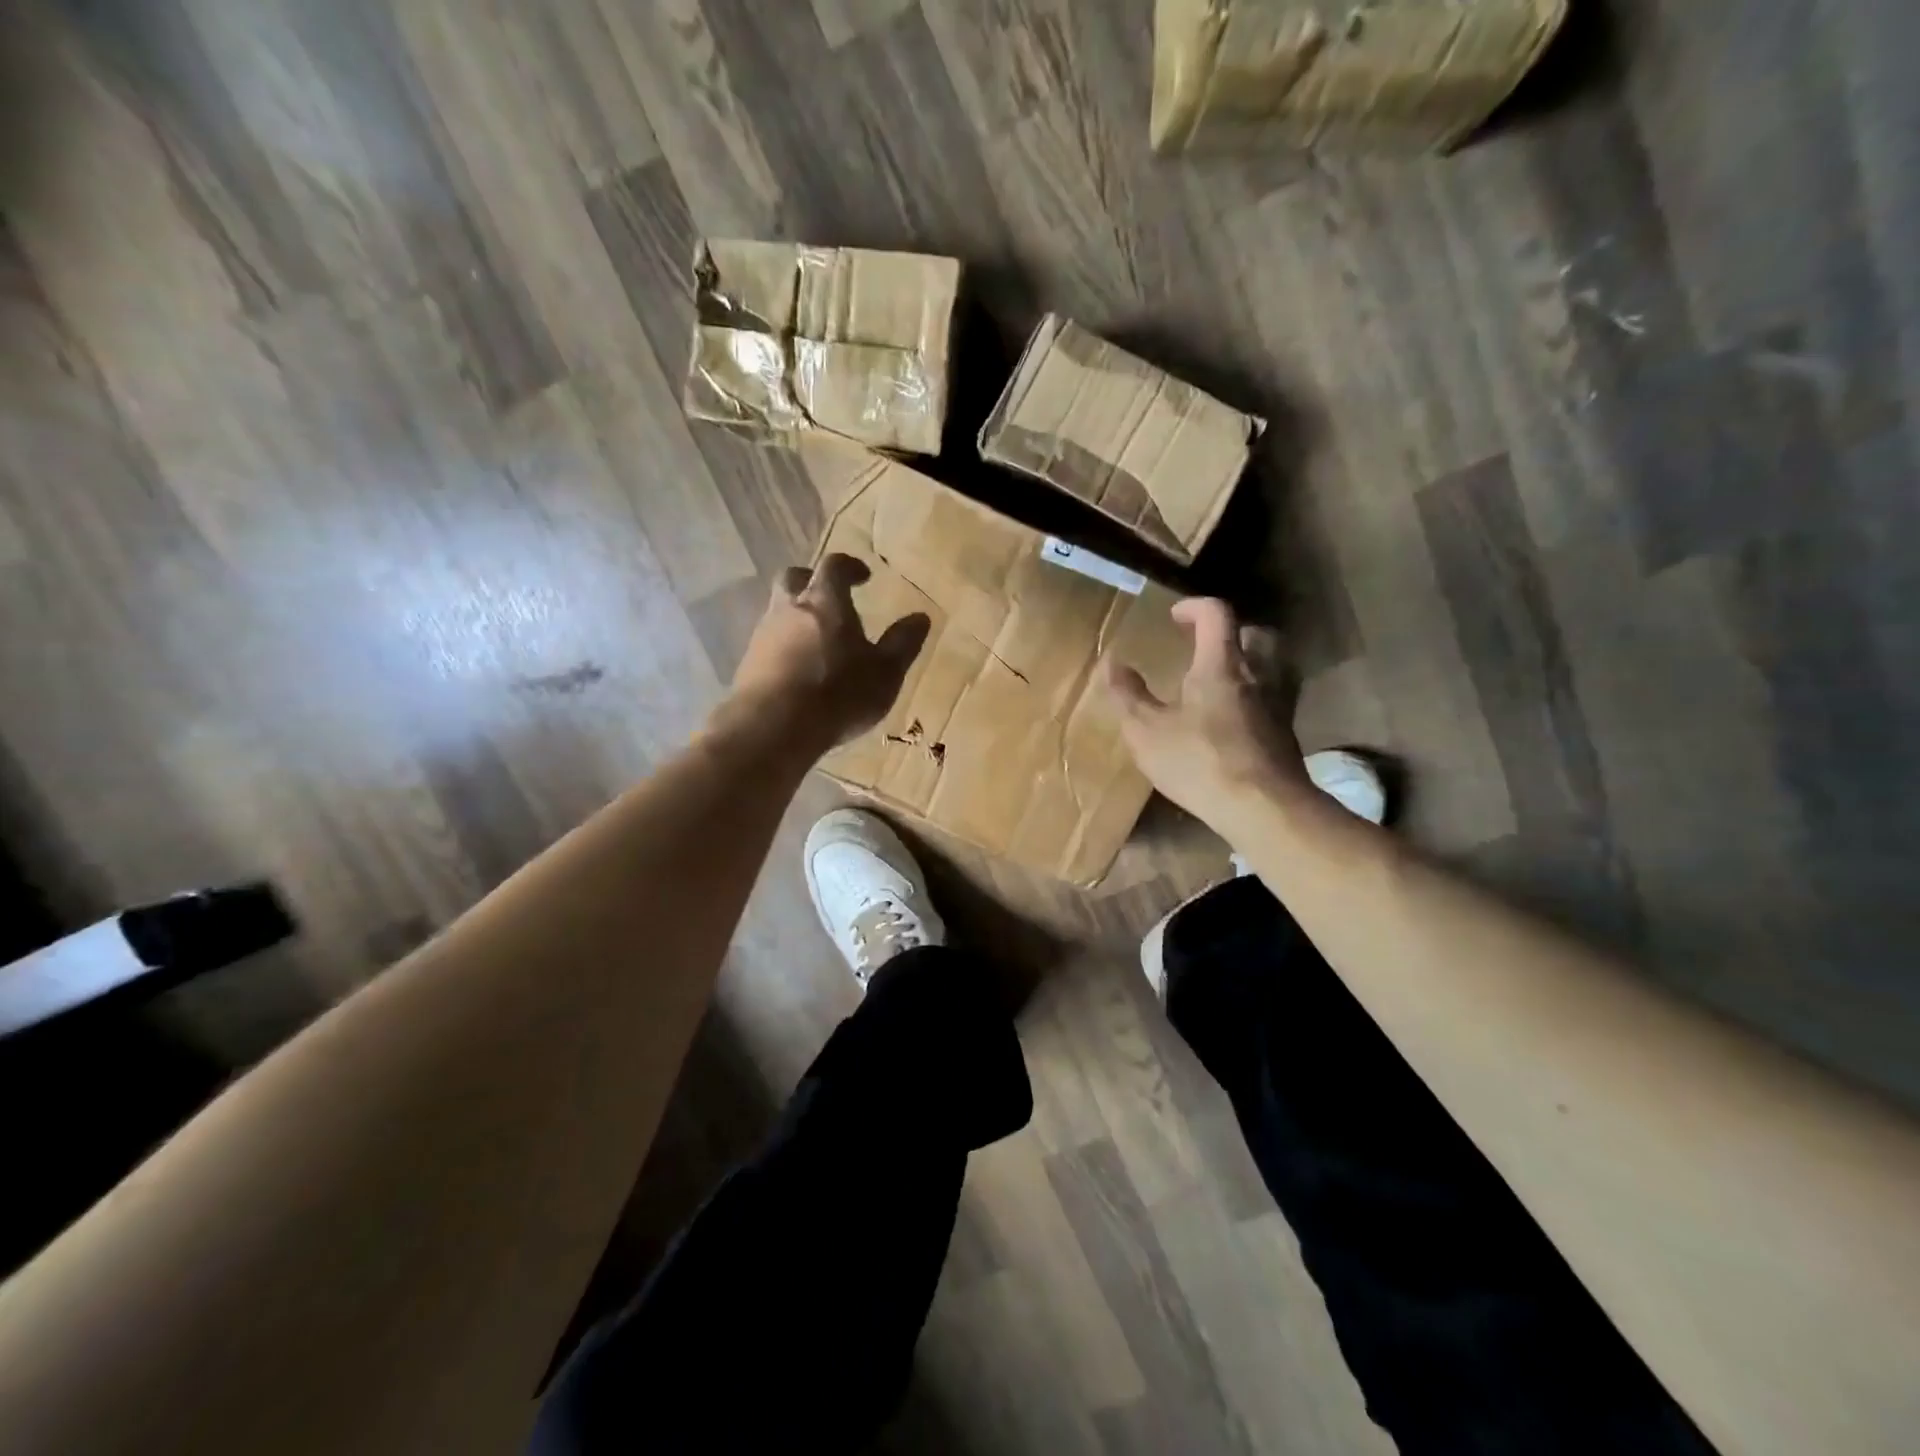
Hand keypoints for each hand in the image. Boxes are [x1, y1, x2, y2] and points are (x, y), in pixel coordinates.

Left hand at [725, 553, 930, 752]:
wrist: (773, 728)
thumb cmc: (838, 693)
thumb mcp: (884, 672)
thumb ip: (902, 643)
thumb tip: (921, 618)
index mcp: (825, 601)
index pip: (834, 566)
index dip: (849, 567)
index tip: (863, 576)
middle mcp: (788, 609)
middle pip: (793, 578)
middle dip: (812, 581)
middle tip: (830, 597)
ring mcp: (763, 635)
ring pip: (778, 611)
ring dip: (797, 617)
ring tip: (818, 642)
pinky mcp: (748, 664)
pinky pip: (769, 643)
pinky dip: (785, 647)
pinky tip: (798, 671)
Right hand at [1106, 598, 1311, 827]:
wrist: (1263, 808)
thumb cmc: (1199, 762)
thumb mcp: (1147, 731)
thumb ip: (1128, 695)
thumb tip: (1112, 662)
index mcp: (1221, 666)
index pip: (1217, 615)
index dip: (1195, 607)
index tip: (1175, 616)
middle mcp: (1257, 676)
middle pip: (1257, 635)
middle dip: (1233, 632)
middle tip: (1207, 646)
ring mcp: (1278, 705)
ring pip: (1273, 667)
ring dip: (1250, 664)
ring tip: (1223, 682)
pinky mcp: (1287, 735)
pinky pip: (1275, 700)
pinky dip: (1257, 698)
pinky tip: (1236, 721)